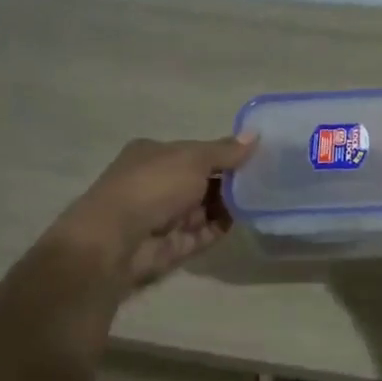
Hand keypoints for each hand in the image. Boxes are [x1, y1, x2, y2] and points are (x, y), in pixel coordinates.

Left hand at [49, 135, 256, 291]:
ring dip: (230, 204)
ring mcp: (165, 216)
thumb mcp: (192, 158)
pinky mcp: (174, 245)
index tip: (256, 155)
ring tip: (263, 198)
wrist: (115, 241)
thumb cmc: (152, 186)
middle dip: (231, 180)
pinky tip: (246, 219)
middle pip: (202, 180)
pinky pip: (205, 233)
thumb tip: (255, 135)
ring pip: (206, 208)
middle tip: (266, 178)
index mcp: (154, 155)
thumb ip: (225, 150)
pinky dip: (223, 226)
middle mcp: (157, 183)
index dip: (224, 153)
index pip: (195, 151)